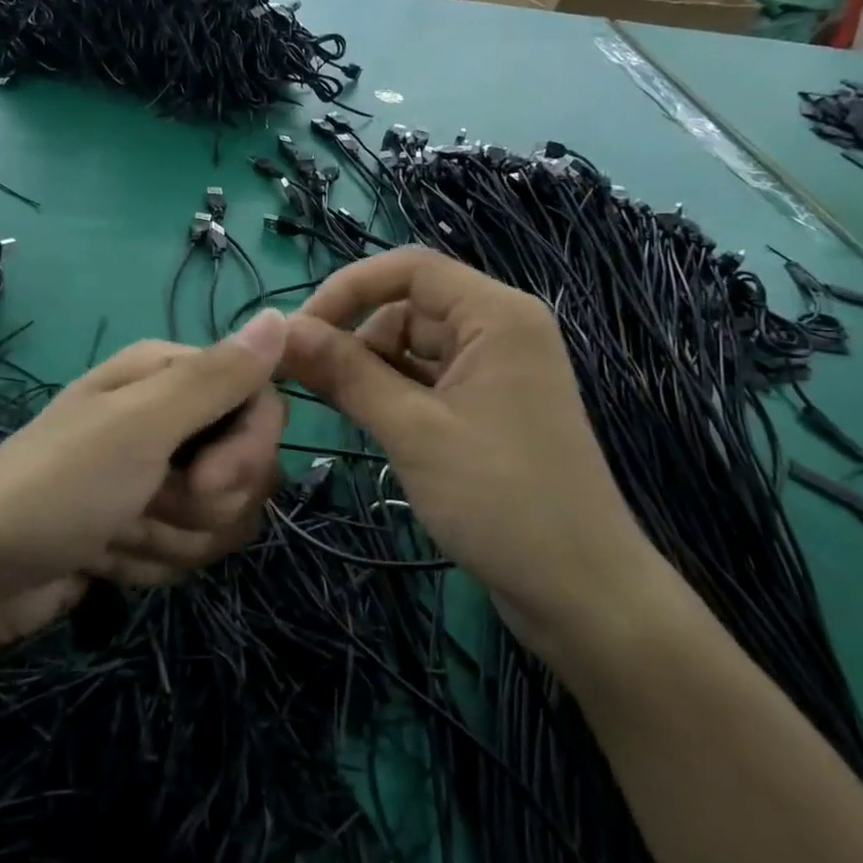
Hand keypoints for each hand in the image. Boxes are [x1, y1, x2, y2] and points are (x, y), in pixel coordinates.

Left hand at [0, 311, 288, 652]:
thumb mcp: (140, 425)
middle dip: (202, 503)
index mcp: (170, 376)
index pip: (262, 403)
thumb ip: (217, 377)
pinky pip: (194, 548)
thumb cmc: (57, 485)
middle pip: (249, 466)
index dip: (248, 449)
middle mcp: (172, 418)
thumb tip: (283, 317)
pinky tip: (107, 556)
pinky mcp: (151, 525)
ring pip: (225, 517)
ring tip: (115, 532)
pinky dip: (152, 561)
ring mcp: (162, 475)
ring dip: (171, 538)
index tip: (206, 479)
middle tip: (144, 503)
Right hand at [279, 250, 660, 651]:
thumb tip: (281, 331)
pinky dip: (393, 394)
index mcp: (496, 315)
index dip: (347, 289)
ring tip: (339, 411)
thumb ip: (345, 373)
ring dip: (370, 370)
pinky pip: (428, 380)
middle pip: (408, 308)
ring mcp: (496, 370)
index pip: (409, 269)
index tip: (298, 332)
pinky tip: (368, 423)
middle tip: (306, 383)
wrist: (581, 593)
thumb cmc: (500, 499)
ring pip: (412, 347)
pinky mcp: (488, 406)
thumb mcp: (412, 430)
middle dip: (356, 339)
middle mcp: (499, 329)